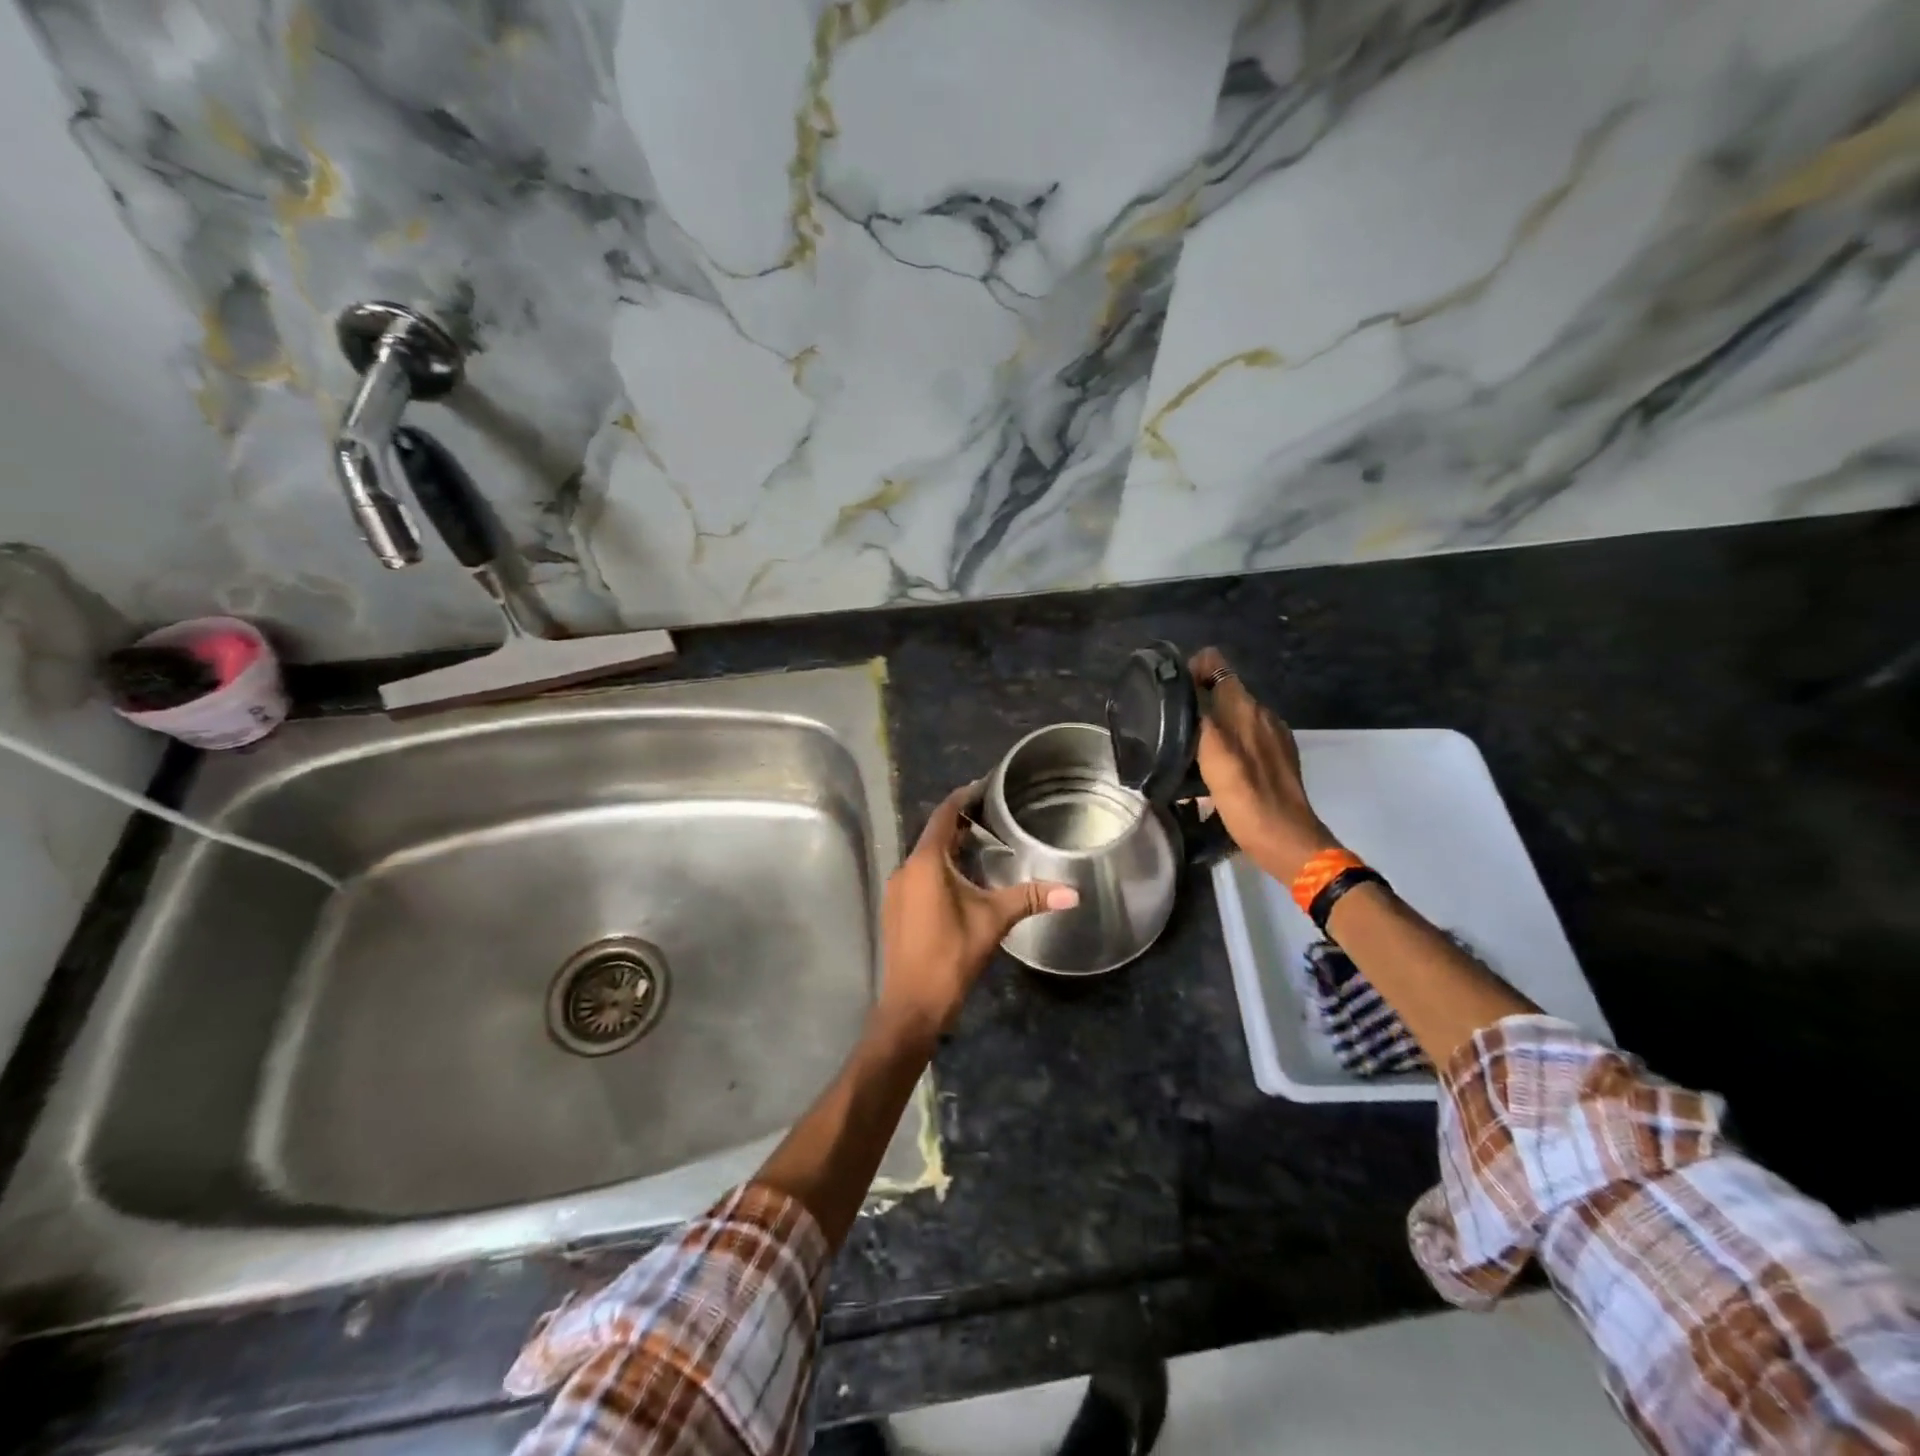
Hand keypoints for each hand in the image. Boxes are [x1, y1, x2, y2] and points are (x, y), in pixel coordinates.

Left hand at [879, 783, 1077, 1036]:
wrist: (912, 1005)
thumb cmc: (950, 955)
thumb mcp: (993, 922)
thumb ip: (1030, 899)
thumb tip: (1073, 893)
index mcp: (925, 863)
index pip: (943, 815)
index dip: (962, 798)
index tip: (983, 786)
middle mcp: (905, 869)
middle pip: (933, 835)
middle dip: (960, 824)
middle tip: (992, 817)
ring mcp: (896, 890)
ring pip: (925, 857)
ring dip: (949, 848)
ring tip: (982, 845)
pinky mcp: (896, 909)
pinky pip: (918, 876)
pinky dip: (939, 869)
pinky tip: (961, 881)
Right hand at [1190, 646, 1339, 880]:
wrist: (1287, 841)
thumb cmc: (1246, 799)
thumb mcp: (1214, 757)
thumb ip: (1201, 719)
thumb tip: (1185, 689)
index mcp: (1246, 708)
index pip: (1217, 665)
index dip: (1192, 669)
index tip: (1169, 689)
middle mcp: (1262, 715)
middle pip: (1224, 690)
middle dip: (1197, 698)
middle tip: (1168, 722)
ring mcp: (1272, 737)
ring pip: (1233, 715)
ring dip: (1210, 722)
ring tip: (1184, 745)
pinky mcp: (1275, 759)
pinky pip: (1243, 737)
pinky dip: (1225, 743)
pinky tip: (1210, 767)